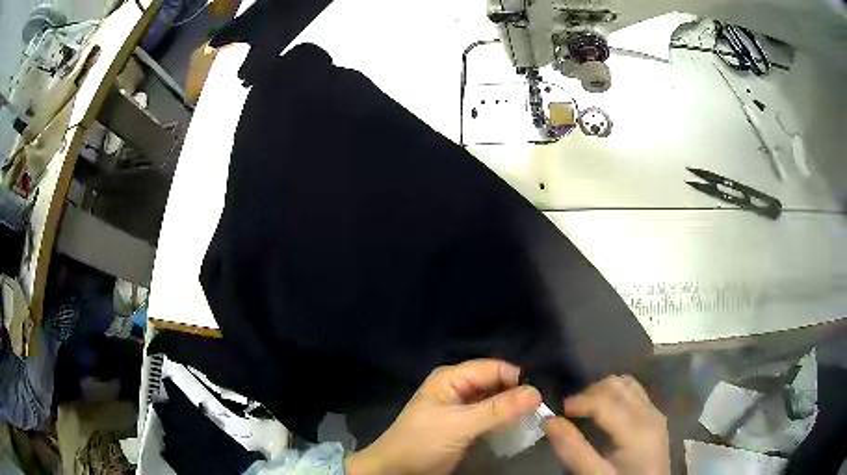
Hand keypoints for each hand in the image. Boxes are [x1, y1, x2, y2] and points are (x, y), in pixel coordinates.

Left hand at [345, 359, 541, 474]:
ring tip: (538, 417)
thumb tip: (537, 392)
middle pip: (496, 383)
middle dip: (518, 394)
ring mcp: (463, 407)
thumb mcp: (459, 425)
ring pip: (496, 401)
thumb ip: (497, 410)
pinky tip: (521, 426)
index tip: (542, 395)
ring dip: (514, 408)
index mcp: (452, 378)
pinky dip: (506, 421)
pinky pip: (492, 417)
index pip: (494, 368)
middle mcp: (459, 387)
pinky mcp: (466, 425)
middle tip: (544, 408)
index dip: (518, 379)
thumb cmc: (422, 443)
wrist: (398, 470)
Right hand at [544, 375, 668, 474]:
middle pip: (617, 386)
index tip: (556, 412)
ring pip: (627, 385)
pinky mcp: (656, 418)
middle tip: (569, 412)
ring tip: (585, 410)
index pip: (604, 401)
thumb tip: (550, 421)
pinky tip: (605, 413)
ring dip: (603, 391)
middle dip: (589, 393)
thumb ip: (573, 450)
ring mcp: (655, 413)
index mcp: (637, 429)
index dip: (578, 402)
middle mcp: (650, 413)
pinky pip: (635, 393)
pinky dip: (616, 395)